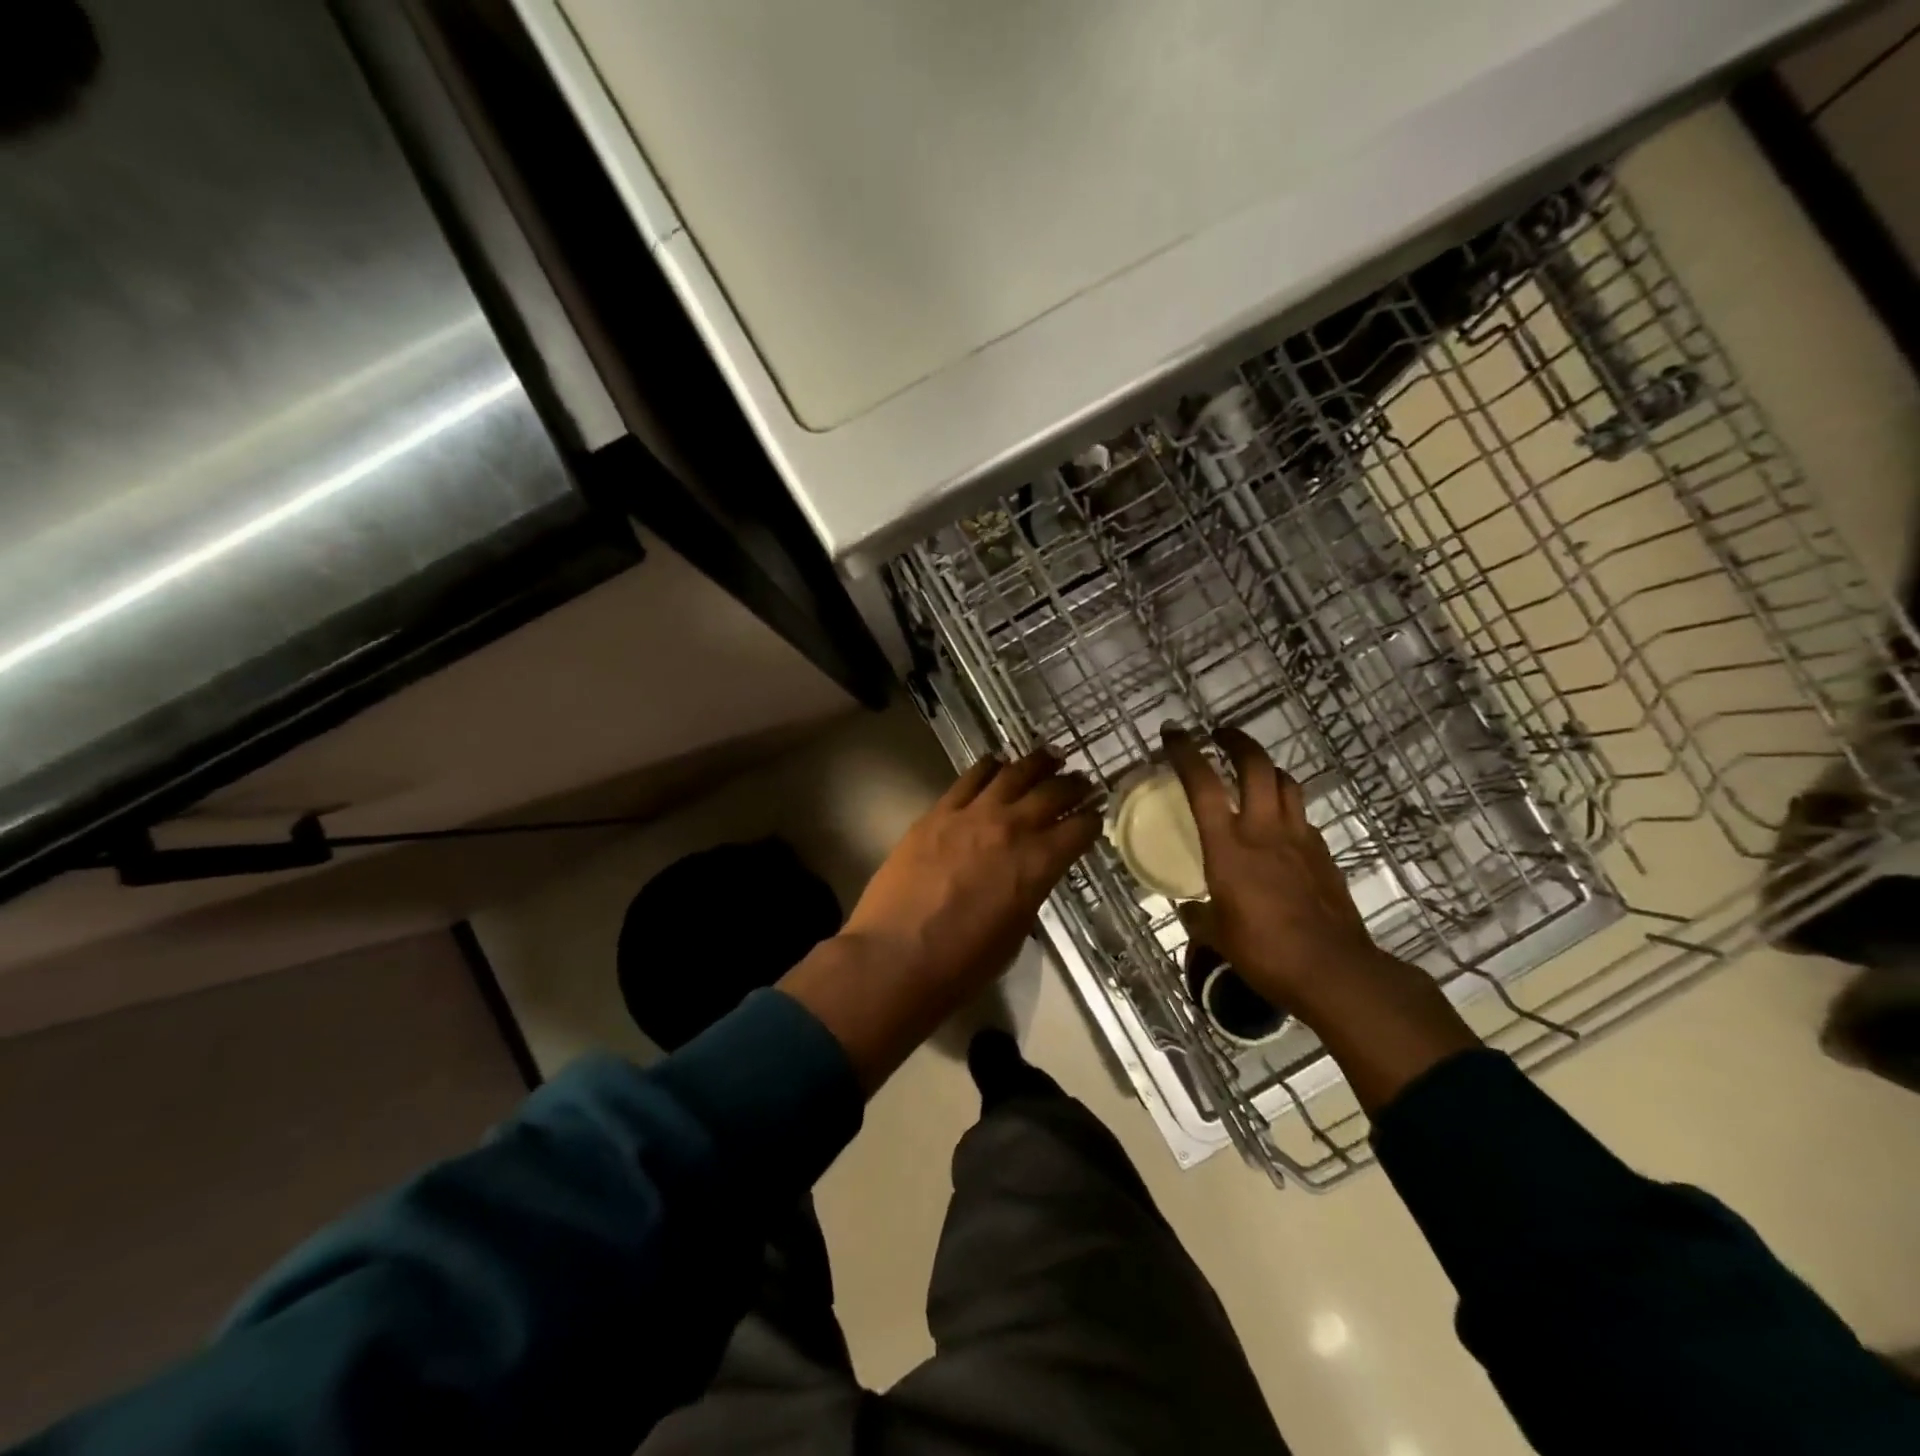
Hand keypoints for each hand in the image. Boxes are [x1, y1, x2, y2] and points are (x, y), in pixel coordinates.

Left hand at [781, 750, 1097, 1090]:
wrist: (895, 957)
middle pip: (1053, 792)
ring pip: (1013, 773)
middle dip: (1074, 785)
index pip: (1079, 829)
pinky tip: (996, 762)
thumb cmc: (962, 963)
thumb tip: (1029, 875)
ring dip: (1036, 762)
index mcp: (1038, 864)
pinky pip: (970, 777)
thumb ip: (1028, 893)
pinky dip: (989, 766)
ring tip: (1049, 756)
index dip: (1092, 821)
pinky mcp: (938, 812)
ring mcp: (972, 815)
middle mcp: (1012, 829)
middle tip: (1082, 781)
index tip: (1095, 816)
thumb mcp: (1014, 932)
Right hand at [1161, 725, 1389, 1004]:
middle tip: (1220, 735)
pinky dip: (1287, 807)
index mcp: (1228, 847)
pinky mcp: (1323, 854)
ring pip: (1286, 783)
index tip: (1173, 733)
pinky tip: (1279, 824)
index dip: (1186, 752)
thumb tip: (1189, 908)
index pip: (1203, 785)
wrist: (1333, 970)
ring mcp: (1299, 839)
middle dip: (1236, 741)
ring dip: (1267, 768)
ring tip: (1252, 771)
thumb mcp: (1217, 936)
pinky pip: (1302, 816)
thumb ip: (1199, 915)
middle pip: (1256, 766)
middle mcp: (1264, 830)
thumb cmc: (1264, 952)